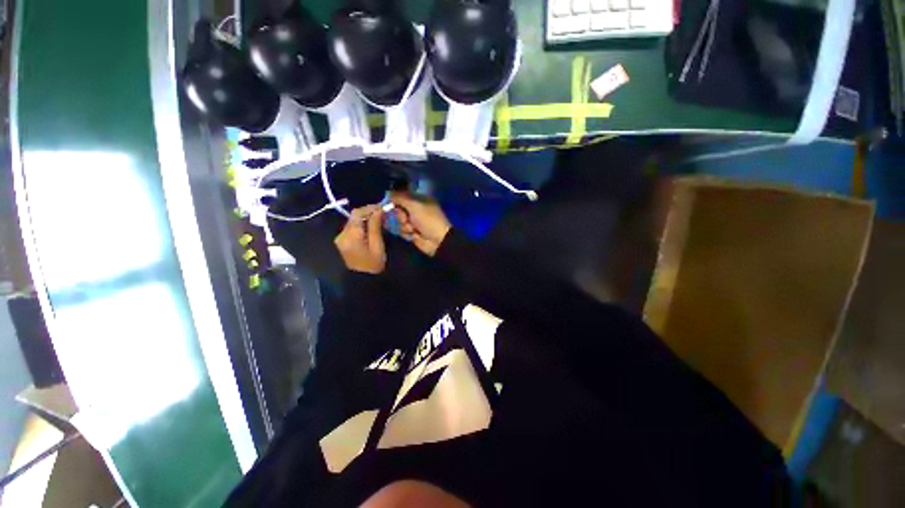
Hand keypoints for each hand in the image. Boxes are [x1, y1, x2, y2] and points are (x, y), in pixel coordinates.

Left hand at [334, 205, 385, 273]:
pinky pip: (351, 228)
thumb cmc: (373, 264)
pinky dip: (361, 225)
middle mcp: (342, 234)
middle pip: (354, 216)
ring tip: (378, 219)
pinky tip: (370, 227)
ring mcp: (340, 237)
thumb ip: (375, 226)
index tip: (382, 208)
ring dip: (365, 218)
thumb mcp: (377, 245)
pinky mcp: (341, 241)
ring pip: (353, 221)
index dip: (370, 208)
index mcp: (351, 235)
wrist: (363, 279)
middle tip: (382, 213)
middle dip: (368, 212)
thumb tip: (378, 210)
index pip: (357, 213)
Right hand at [390, 192, 451, 256]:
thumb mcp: (414, 205)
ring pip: (398, 220)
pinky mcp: (412, 232)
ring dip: (404, 225)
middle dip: (400, 215)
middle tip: (405, 219)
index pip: (403, 195)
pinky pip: (401, 230)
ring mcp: (414, 221)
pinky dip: (405, 233)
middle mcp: (416, 209)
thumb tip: (388, 193)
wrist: (437, 240)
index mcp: (420, 199)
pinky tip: (413, 235)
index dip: (395, 199)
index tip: (389, 202)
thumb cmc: (428, 219)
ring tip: (412, 229)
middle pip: (398, 209)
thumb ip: (400, 198)